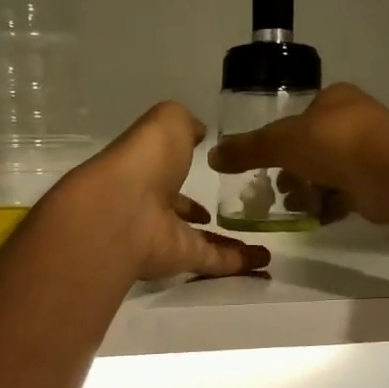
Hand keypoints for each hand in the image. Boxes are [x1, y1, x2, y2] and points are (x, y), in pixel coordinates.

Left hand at [63, 103, 272, 282]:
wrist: (122, 212)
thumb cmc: (144, 161)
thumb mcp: (167, 123)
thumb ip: (184, 124)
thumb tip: (198, 132)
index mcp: (145, 170)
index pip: (166, 173)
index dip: (183, 172)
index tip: (209, 171)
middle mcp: (152, 205)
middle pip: (180, 211)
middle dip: (199, 212)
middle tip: (235, 212)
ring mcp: (166, 236)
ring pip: (202, 240)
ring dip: (230, 243)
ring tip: (261, 242)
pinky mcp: (183, 260)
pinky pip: (216, 262)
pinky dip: (241, 264)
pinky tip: (266, 263)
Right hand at [207, 83, 388, 225]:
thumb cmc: (336, 144)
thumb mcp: (281, 142)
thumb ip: (248, 149)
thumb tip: (212, 156)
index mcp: (335, 99)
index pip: (301, 116)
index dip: (281, 138)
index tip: (266, 162)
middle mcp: (356, 121)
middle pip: (315, 146)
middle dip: (293, 170)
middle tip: (276, 189)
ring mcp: (372, 153)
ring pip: (331, 172)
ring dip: (309, 190)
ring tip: (292, 206)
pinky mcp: (380, 183)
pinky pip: (348, 195)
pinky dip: (330, 206)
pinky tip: (316, 217)